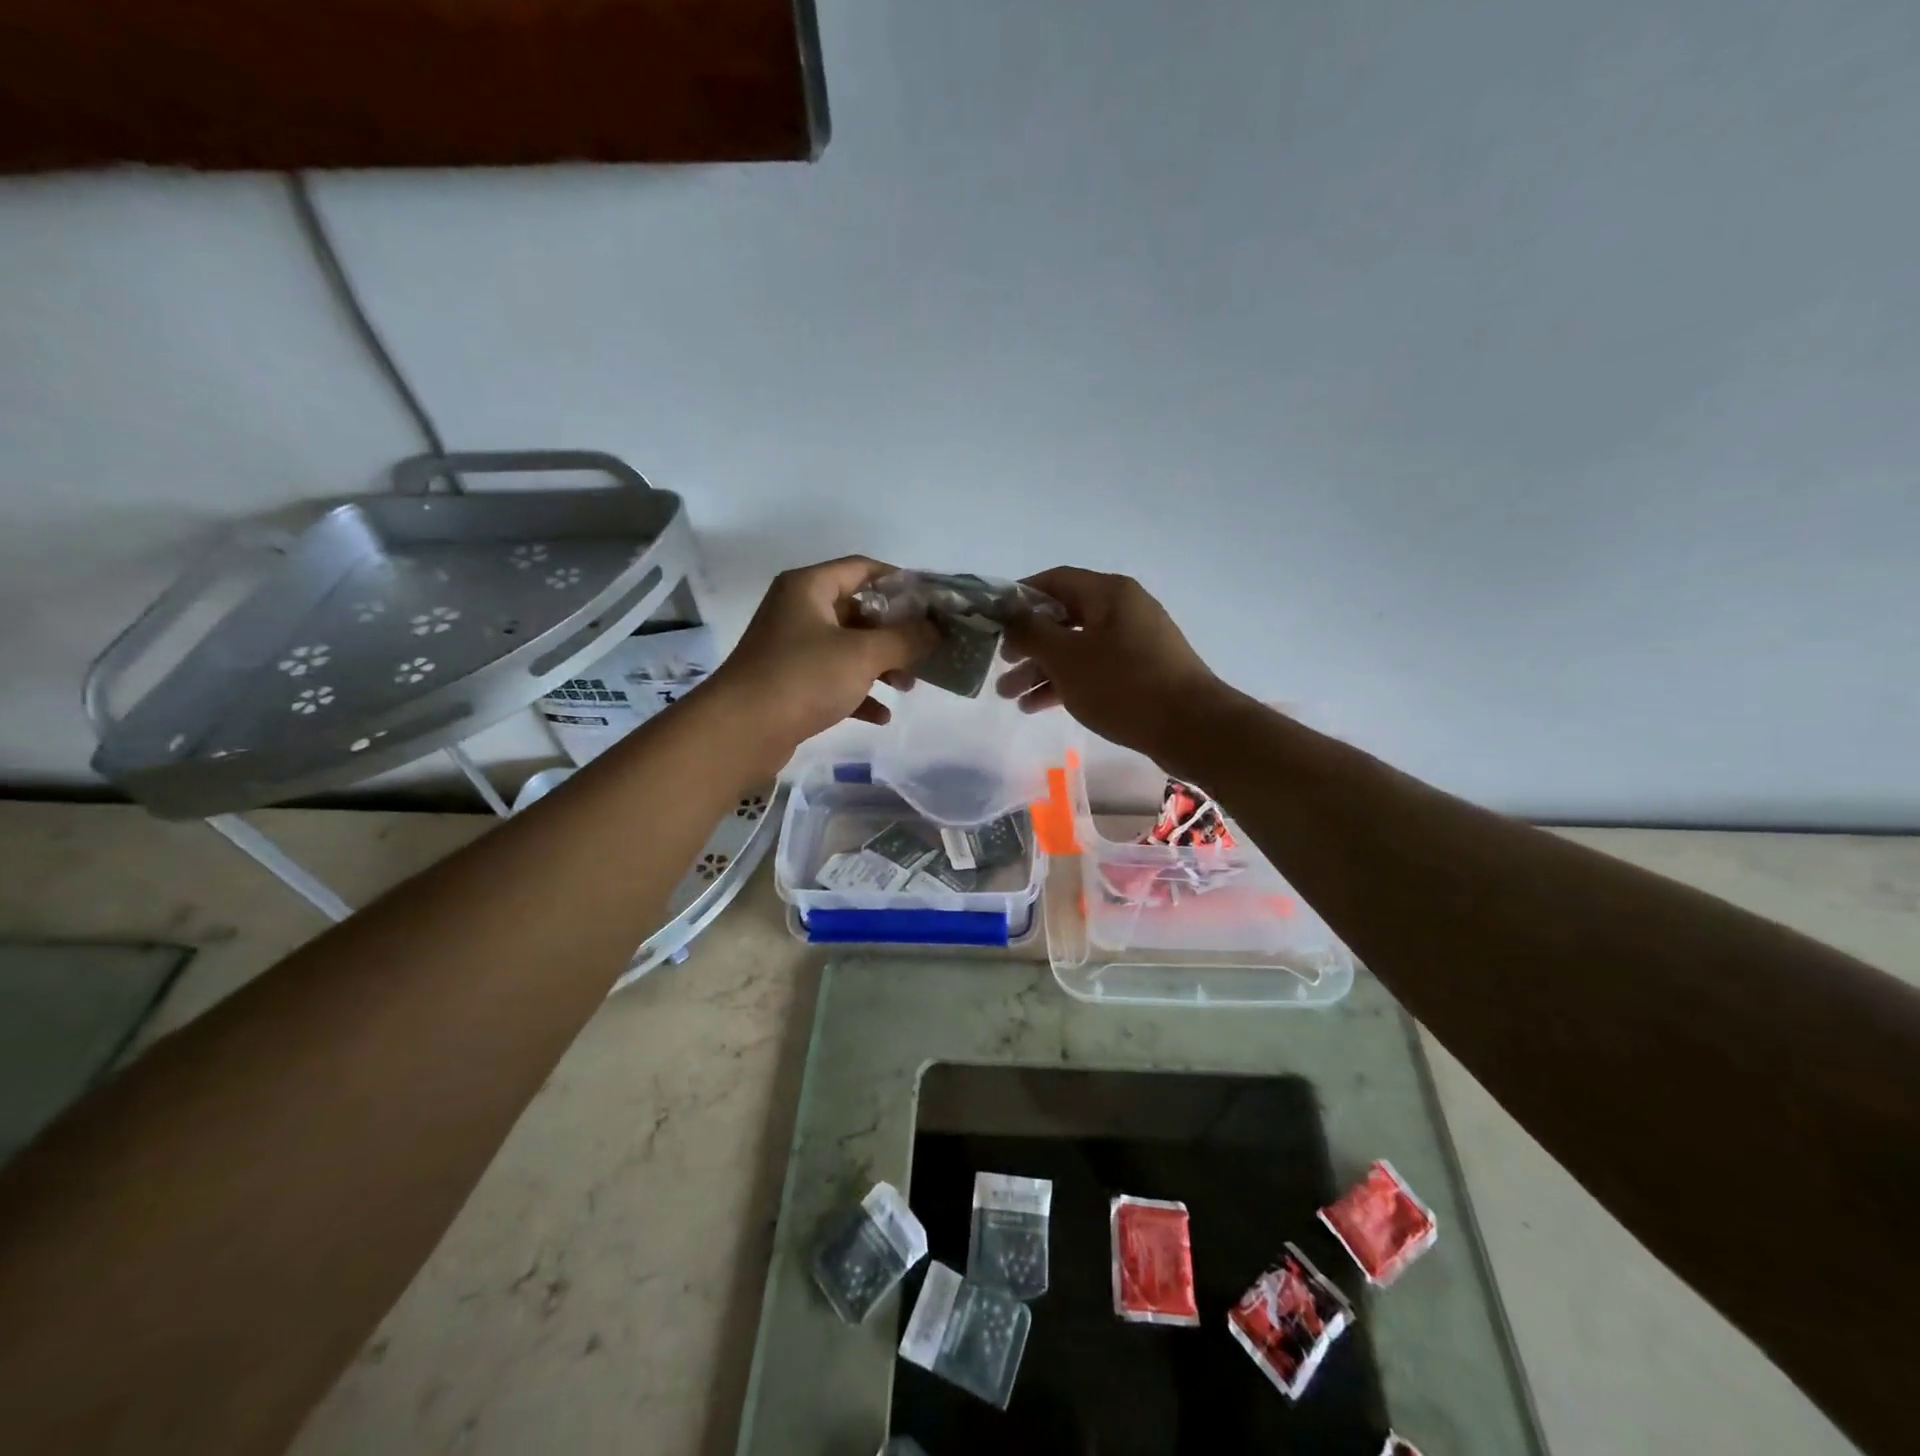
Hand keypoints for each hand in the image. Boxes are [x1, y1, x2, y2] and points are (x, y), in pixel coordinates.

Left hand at [706, 557, 937, 764]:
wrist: (740, 731)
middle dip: (895, 633)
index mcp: (809, 587)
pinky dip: (859, 693)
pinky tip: (882, 715)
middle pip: (859, 611)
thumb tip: (936, 630)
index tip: (933, 604)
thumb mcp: (863, 654)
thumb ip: (906, 639)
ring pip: (849, 648)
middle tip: (926, 650)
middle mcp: (799, 611)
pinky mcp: (791, 684)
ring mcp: (793, 649)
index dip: (901, 583)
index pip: (864, 569)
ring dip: (882, 665)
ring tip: (909, 686)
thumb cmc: (803, 677)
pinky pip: (835, 680)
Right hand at [997, 567, 1234, 767]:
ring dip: (1041, 669)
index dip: (1019, 597)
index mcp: (1108, 593)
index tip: (992, 621)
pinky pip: (1093, 669)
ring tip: (1009, 696)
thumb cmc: (1123, 685)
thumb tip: (1009, 613)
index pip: (1054, 580)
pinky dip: (1066, 683)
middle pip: (1063, 617)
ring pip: (1076, 648)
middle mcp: (1122, 610)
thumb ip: (1031, 631)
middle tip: (1000, 665)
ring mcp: (1133, 642)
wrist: (1192, 728)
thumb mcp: (1067, 657)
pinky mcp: (1140, 672)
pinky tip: (1037, 706)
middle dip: (1027, 643)